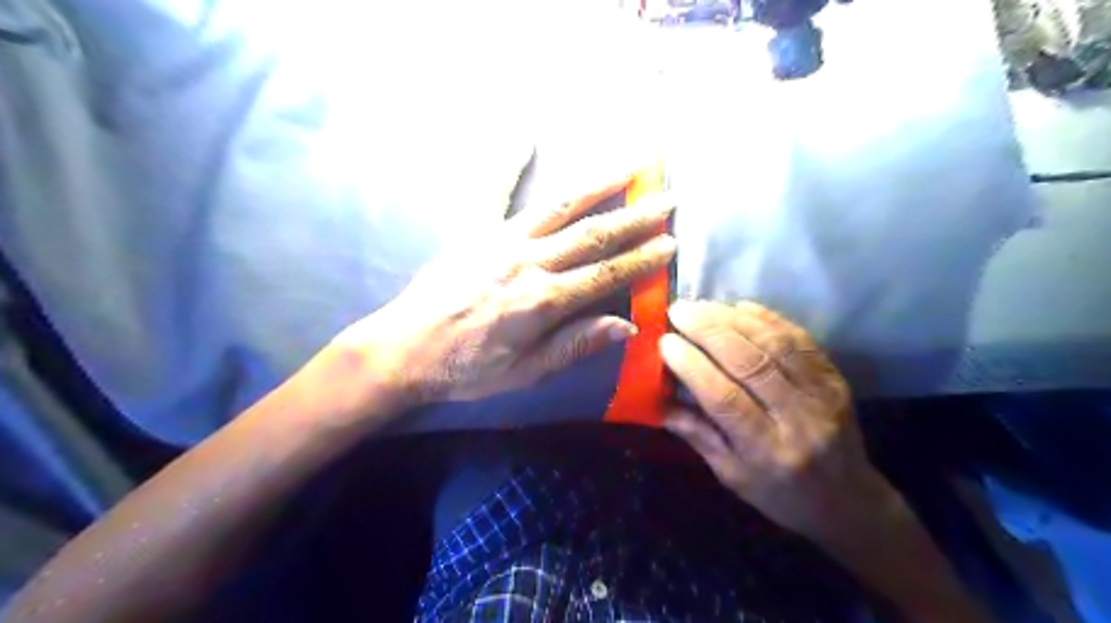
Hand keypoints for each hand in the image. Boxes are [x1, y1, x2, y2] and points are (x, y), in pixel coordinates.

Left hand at [332, 169, 677, 413]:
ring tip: (629, 165)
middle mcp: (528, 261)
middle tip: (668, 200)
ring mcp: (499, 239)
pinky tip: (524, 136)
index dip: (642, 259)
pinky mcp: (473, 230)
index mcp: (543, 301)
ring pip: (559, 206)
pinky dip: (508, 162)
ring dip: (598, 184)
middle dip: (635, 217)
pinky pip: (492, 190)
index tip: (671, 243)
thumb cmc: (467, 368)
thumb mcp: (526, 373)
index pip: (606, 274)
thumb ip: (575, 345)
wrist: (404, 348)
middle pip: (593, 234)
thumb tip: (627, 325)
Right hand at [657, 298, 886, 539]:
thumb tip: (657, 399)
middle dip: (708, 331)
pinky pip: (799, 338)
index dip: (692, 365)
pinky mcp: (834, 377)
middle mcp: (798, 419)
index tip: (665, 341)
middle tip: (678, 311)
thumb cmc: (781, 495)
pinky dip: (766, 318)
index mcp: (766, 451)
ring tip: (701, 305)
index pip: (724, 399)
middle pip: (750, 363)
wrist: (850, 501)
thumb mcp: (731, 476)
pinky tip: (739, 306)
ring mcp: (822, 394)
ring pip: (774, 344)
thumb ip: (697, 434)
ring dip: (733, 318)